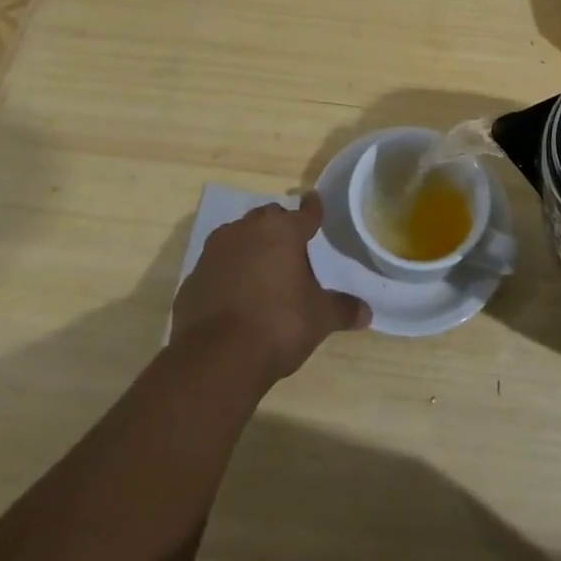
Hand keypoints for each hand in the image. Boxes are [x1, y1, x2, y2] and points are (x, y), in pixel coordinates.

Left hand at [170, 194, 369, 386]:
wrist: (216, 357)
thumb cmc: (278, 325)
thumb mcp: (319, 319)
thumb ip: (342, 309)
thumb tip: (367, 312)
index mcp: (282, 231)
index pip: (305, 212)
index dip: (313, 209)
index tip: (315, 203)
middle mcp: (247, 230)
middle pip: (268, 218)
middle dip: (279, 227)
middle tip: (291, 247)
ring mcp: (215, 251)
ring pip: (238, 236)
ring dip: (250, 247)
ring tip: (263, 270)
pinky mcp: (193, 276)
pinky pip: (217, 265)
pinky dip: (227, 272)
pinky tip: (235, 295)